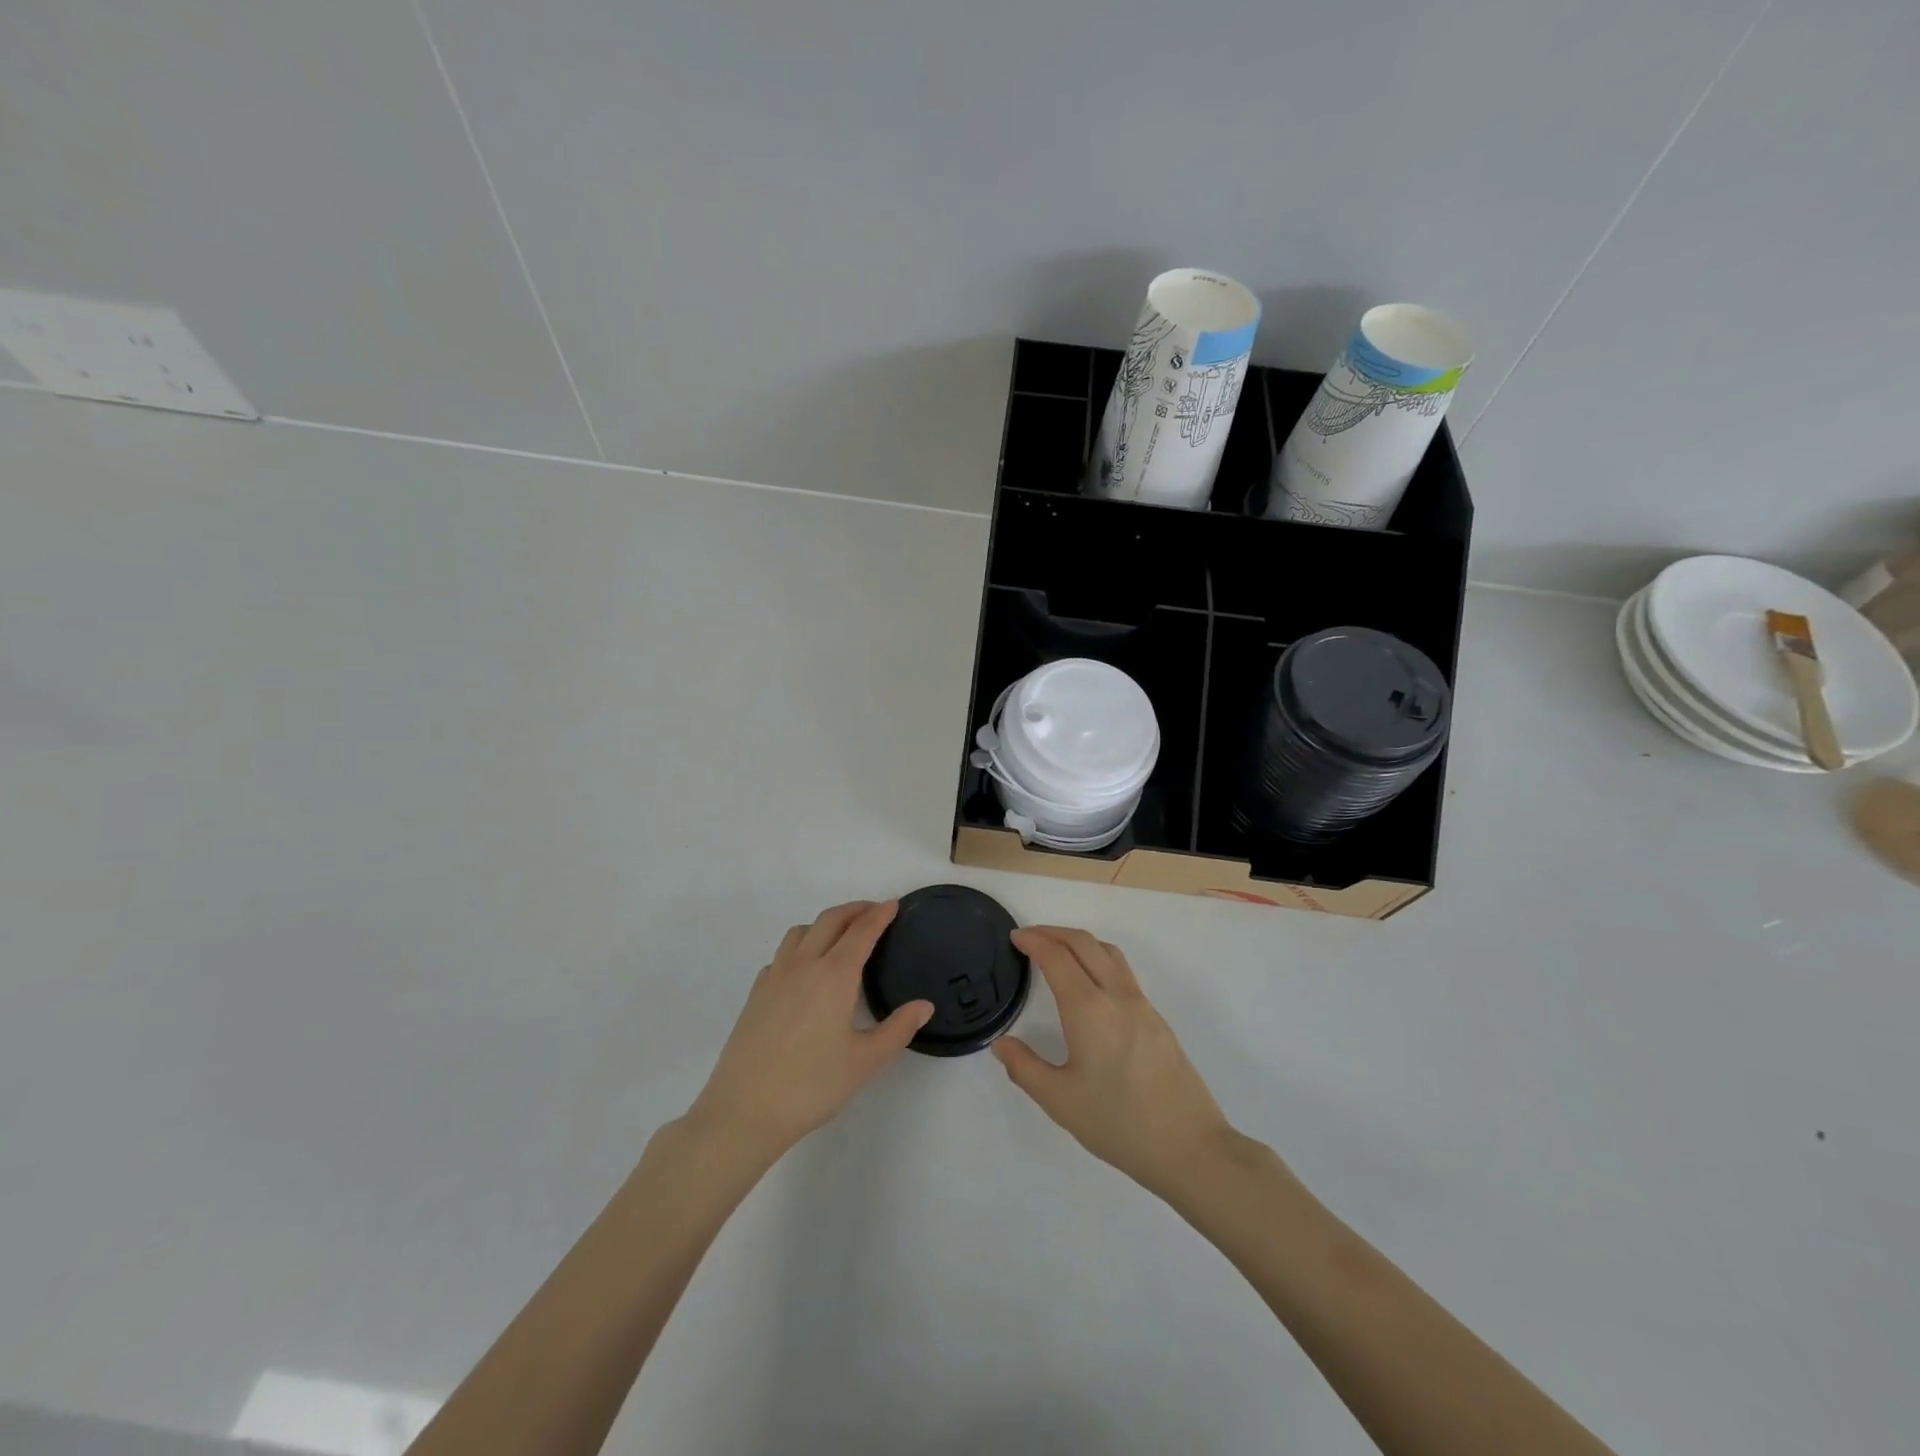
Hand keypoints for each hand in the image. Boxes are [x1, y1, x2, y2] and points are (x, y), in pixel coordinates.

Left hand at [686, 901, 932, 1160]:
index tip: (894, 905)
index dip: (880, 914)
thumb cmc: (812, 1086)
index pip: (862, 931)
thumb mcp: (865, 1061)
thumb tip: (924, 1005)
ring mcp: (775, 976)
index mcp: (835, 975)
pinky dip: (800, 947)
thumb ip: (898, 1029)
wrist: (744, 1111)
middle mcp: (804, 965)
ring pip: (801, 931)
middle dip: (854, 910)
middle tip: (874, 912)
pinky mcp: (756, 993)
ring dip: (825, 923)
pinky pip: (782, 954)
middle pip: (830, 920)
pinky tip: (806, 971)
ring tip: (841, 936)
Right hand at [993, 926, 1231, 1198]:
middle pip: (1084, 943)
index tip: (1015, 937)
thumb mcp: (1060, 1102)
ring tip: (1057, 950)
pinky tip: (1089, 981)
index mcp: (1089, 1009)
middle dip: (1054, 932)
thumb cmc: (1119, 1124)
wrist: (1190, 1146)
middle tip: (1029, 937)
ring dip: (1078, 941)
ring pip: (1108, 952)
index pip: (1057, 957)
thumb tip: (1001, 1043)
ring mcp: (1141, 1004)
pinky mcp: (1156, 1018)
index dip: (1034, 941)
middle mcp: (1116, 995)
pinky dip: (1097, 957)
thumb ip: (1025, 1068)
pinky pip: (1122, 970)